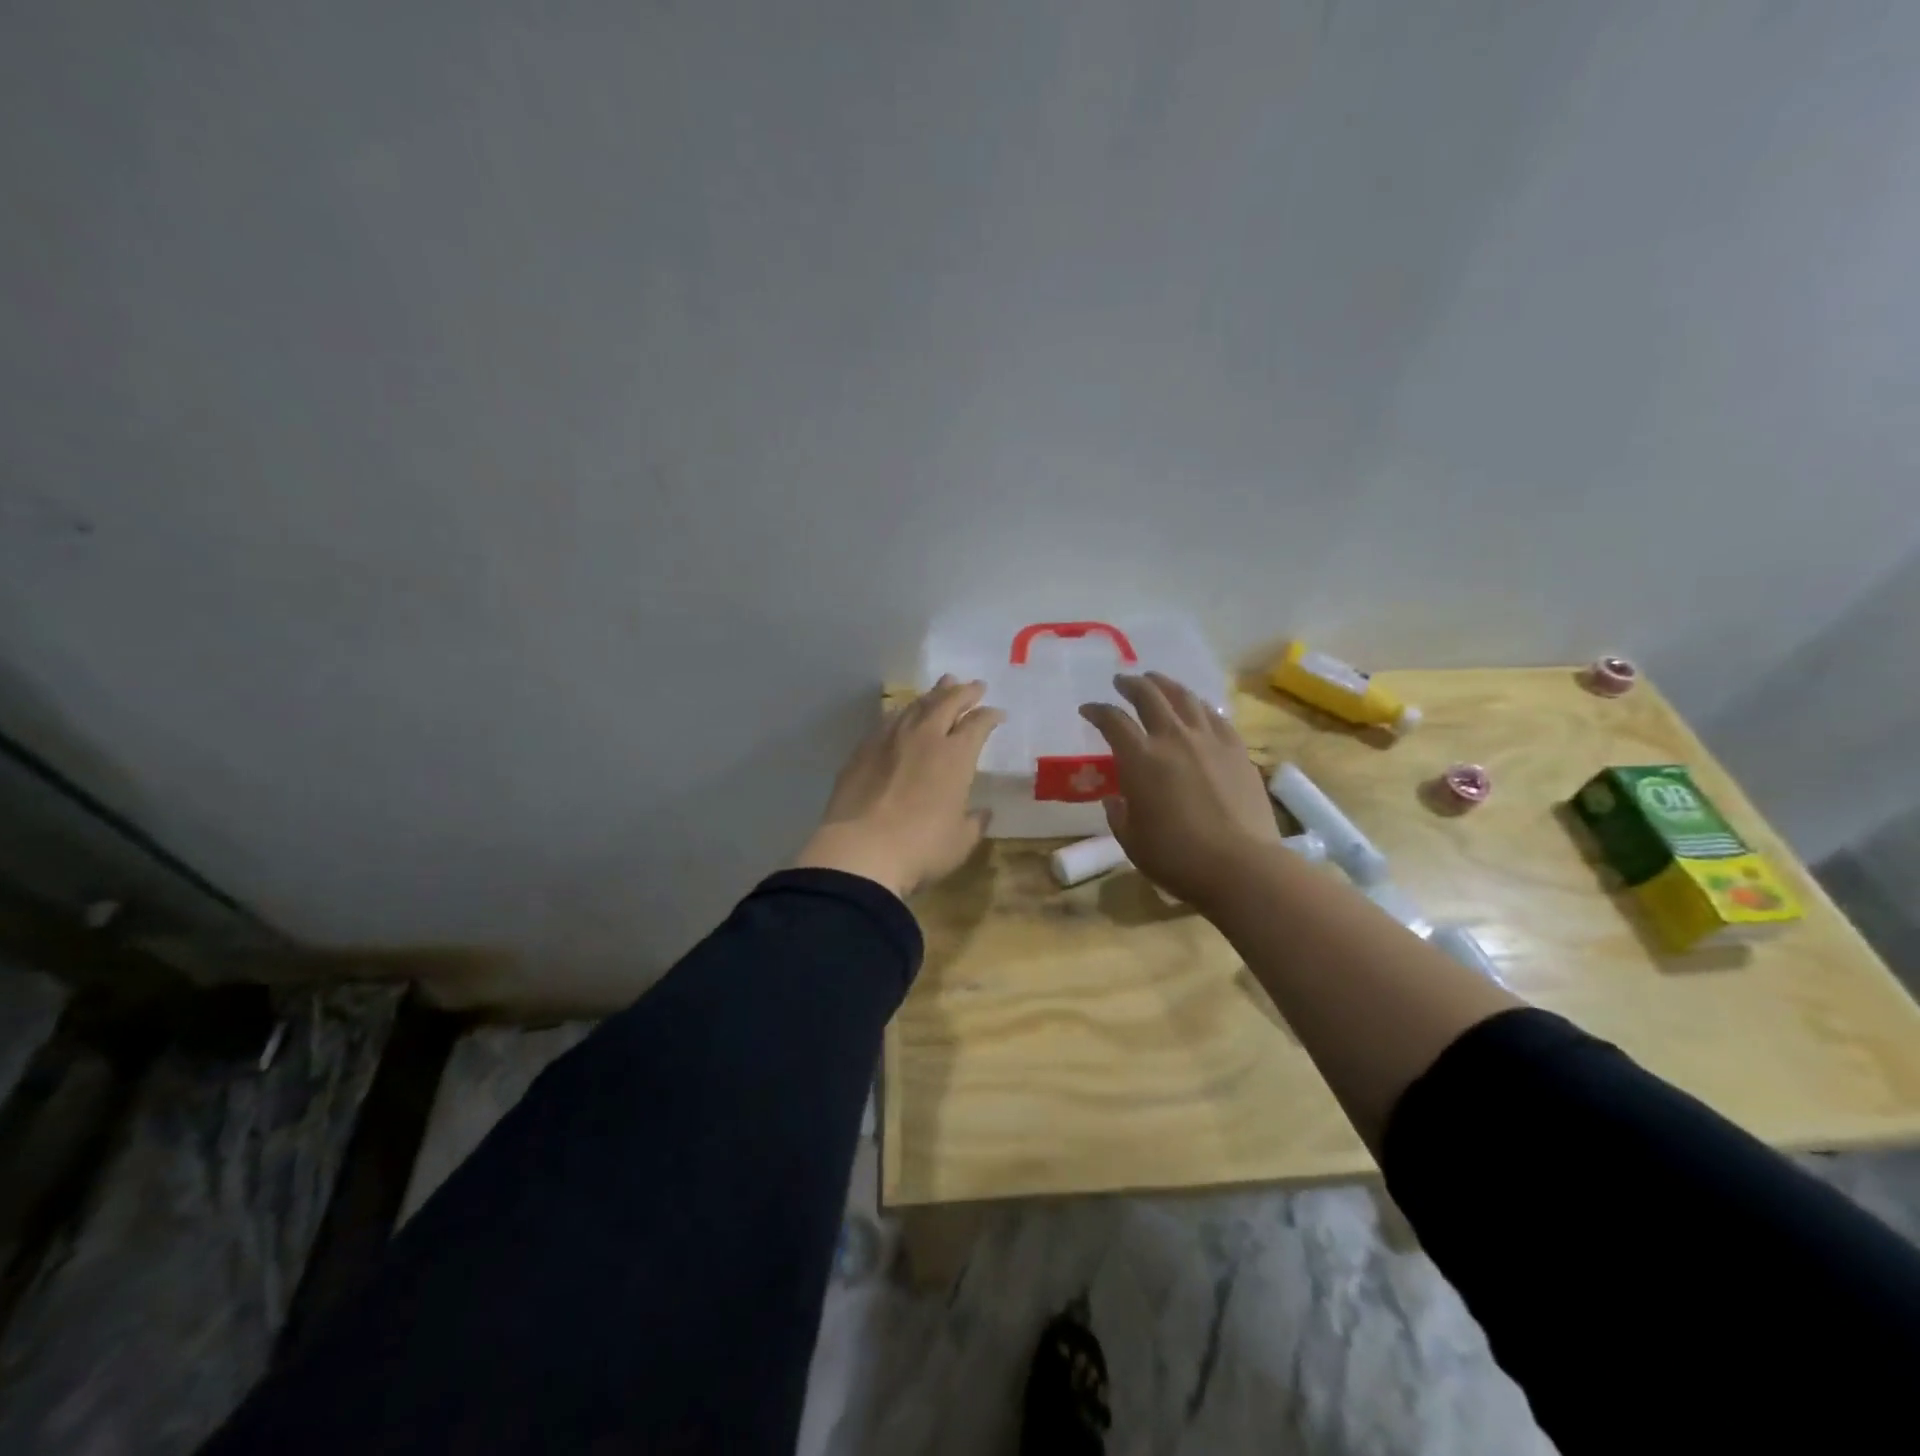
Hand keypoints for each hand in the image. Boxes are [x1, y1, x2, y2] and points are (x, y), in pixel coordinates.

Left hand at [793, 676, 1005, 898]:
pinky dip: (902, 712)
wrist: (861, 850)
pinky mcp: (863, 750)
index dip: (989, 716)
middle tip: (974, 686)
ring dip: (933, 694)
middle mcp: (925, 738)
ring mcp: (890, 740)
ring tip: (942, 685)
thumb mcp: (959, 841)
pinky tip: (902, 713)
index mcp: (956, 756)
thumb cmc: (921, 848)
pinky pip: (888, 720)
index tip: (997, 714)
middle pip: (947, 702)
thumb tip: (982, 812)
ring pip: (916, 706)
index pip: (977, 724)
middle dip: (964, 692)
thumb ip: (973, 823)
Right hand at [1079, 672, 1281, 907]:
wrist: (1241, 866)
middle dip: (1131, 684)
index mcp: (1140, 758)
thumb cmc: (1176, 857)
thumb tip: (1116, 799)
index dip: (1097, 711)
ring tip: (1157, 682)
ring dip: (1166, 685)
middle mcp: (1174, 738)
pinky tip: (1197, 709)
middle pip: (1149, 696)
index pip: (1113, 721)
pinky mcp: (1238, 750)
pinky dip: (1199, 707)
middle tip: (1122, 681)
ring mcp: (1210, 740)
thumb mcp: (1132, 840)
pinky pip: (1215, 717)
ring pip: (1185, 698)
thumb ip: (1119, 814)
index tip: (1088, 709)